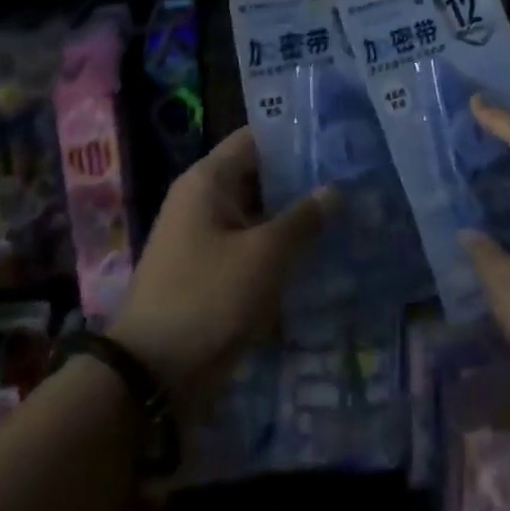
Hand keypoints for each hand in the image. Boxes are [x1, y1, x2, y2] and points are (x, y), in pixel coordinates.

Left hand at [108, 128, 332, 411]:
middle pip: (260, 176)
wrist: (154, 374)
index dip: (296, 136)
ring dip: (296, 218)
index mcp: (208, 180)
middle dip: (304, 181)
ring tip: (349, 214)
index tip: (338, 140)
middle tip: (355, 180)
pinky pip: (252, 247)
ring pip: (259, 214)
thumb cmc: (209, 298)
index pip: (256, 138)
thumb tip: (335, 190)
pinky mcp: (212, 271)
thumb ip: (303, 219)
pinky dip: (281, 249)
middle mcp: (204, 200)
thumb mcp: (264, 255)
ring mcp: (206, 237)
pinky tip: (321, 255)